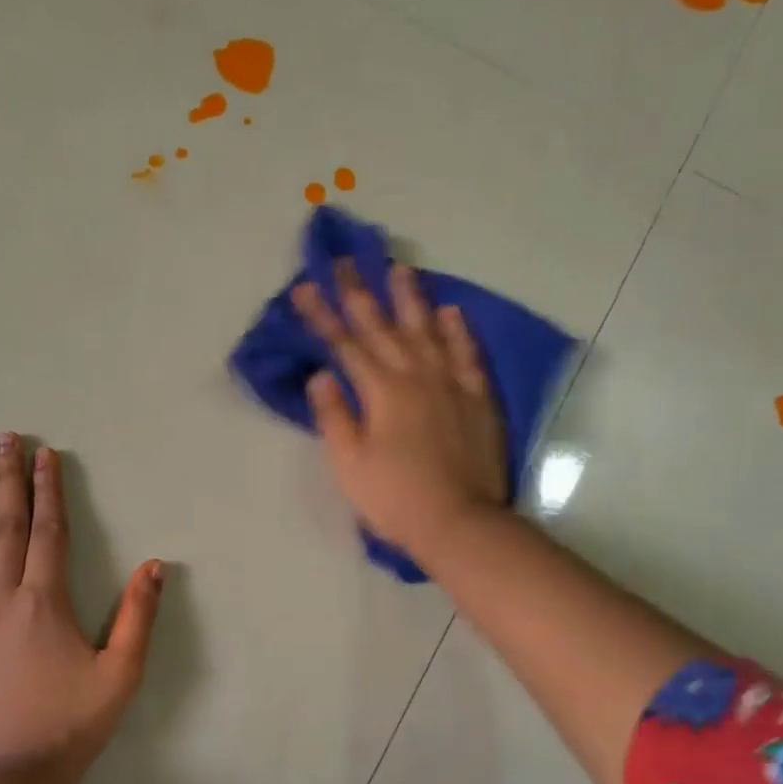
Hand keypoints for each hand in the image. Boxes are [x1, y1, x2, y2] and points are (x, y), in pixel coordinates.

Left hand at [0, 434, 163, 777]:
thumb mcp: (122, 673)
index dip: (48, 491)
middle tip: (3, 440)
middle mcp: (1, 600)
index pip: (48, 532)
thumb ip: (138, 616)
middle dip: (7, 481)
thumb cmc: (73, 723)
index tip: (44, 455)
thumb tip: (154, 565)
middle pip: (6, 529)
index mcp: (45, 602)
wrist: (12, 776)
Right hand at [293, 261, 505, 556]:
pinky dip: (458, 331)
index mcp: (381, 391)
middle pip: (383, 327)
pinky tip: (451, 311)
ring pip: (428, 330)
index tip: (304, 287)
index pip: (345, 344)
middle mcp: (416, 376)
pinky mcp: (478, 399)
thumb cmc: (395, 498)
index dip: (322, 316)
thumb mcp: (349, 463)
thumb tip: (321, 375)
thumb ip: (333, 415)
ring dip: (410, 298)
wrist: (459, 522)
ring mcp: (451, 384)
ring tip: (400, 268)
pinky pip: (468, 355)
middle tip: (345, 261)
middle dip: (359, 293)